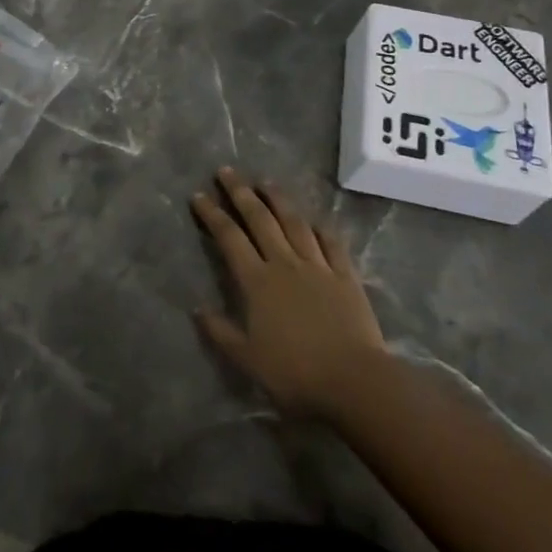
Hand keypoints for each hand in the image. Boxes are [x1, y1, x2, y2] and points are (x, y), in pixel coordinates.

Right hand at [191, 168, 385, 418]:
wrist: (354, 380)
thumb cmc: (296, 373)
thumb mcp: (248, 360)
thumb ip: (221, 332)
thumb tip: (197, 309)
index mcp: (257, 281)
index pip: (229, 238)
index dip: (212, 215)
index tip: (199, 195)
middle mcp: (284, 263)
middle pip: (259, 219)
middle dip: (240, 193)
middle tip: (226, 171)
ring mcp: (317, 266)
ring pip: (294, 223)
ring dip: (278, 199)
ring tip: (266, 181)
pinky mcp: (345, 275)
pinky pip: (331, 243)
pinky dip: (321, 228)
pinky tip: (315, 219)